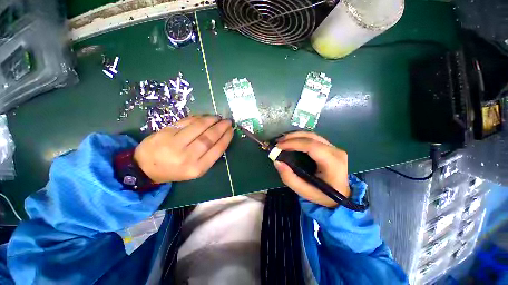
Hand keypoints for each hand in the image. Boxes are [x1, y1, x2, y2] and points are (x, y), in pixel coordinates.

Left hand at [134, 116, 233, 182]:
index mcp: (197, 168)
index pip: (217, 149)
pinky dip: (198, 118)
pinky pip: (186, 122)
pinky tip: (204, 117)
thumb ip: (209, 156)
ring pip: (198, 127)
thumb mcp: (195, 169)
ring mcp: (175, 144)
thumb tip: (221, 138)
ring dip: (211, 120)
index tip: (231, 130)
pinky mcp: (165, 133)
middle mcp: (187, 157)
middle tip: (227, 121)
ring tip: (217, 118)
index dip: (226, 138)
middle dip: (221, 127)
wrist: (145, 168)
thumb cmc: (175, 170)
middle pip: (209, 137)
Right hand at [274, 132, 349, 207]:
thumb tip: (277, 162)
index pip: (311, 146)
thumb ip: (289, 178)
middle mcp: (336, 151)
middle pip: (311, 137)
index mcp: (333, 163)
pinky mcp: (330, 147)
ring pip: (312, 135)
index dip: (293, 143)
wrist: (342, 196)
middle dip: (292, 137)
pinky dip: (300, 138)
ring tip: (282, 141)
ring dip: (295, 136)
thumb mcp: (304, 191)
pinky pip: (313, 138)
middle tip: (278, 142)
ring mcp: (334, 147)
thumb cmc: (323, 195)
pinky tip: (291, 141)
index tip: (279, 146)